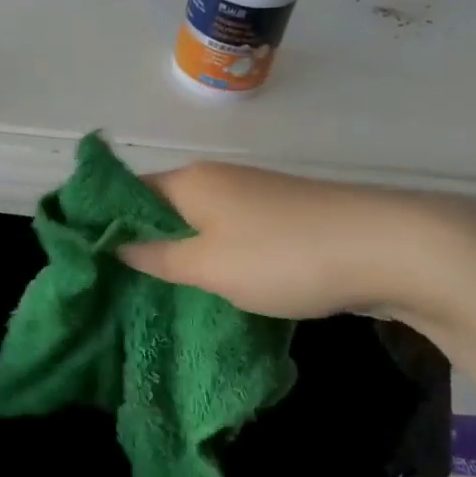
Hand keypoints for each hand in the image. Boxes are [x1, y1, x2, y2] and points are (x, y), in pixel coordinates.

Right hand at [118, 162, 467, 320]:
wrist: (390, 248)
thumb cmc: (283, 256)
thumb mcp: (209, 265)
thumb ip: (157, 257)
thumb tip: (112, 244)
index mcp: (191, 182)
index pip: (128, 191)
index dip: (104, 220)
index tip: (85, 258)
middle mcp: (217, 181)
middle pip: (162, 208)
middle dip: (140, 243)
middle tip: (115, 286)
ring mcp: (253, 198)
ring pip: (199, 225)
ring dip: (179, 255)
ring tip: (156, 295)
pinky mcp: (283, 219)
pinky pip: (230, 236)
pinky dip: (214, 259)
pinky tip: (211, 290)